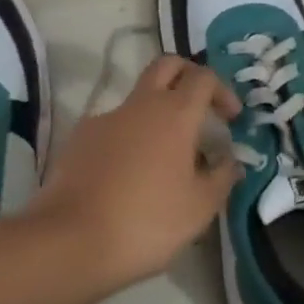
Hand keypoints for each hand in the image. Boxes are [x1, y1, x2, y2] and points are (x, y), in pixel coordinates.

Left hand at [33, 55, 242, 289]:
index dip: (222, 90)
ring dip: (157, 115)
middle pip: (167, 65)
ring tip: (166, 160)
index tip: (231, 119)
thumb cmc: (147, 221)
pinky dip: (129, 139)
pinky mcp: (80, 137)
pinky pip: (114, 126)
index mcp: (174, 114)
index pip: (203, 77)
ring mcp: (105, 117)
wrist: (71, 237)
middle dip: (188, 76)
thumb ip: (221, 178)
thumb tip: (231, 161)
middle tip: (200, 107)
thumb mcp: (199, 208)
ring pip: (138, 99)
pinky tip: (130, 176)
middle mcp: (139, 104)